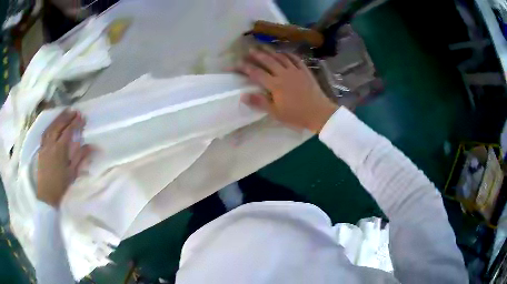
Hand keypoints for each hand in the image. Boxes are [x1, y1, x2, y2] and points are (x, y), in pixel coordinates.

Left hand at [37, 110, 92, 207]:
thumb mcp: (72, 173)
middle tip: (74, 111)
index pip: (68, 131)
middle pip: (58, 125)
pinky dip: (50, 125)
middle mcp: (51, 144)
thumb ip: (80, 157)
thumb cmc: (60, 186)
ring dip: (58, 118)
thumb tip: (91, 146)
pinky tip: (53, 124)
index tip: (82, 117)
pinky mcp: (40, 149)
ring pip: (51, 127)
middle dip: (67, 116)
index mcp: (59, 150)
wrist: (46, 195)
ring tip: (65, 112)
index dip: (75, 123)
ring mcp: (44, 146)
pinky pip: (45, 132)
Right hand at [237, 47, 337, 132]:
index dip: (245, 67)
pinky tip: (284, 52)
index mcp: (275, 84)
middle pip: (268, 61)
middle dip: (257, 54)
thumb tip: (243, 95)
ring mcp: (295, 70)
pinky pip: (295, 59)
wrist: (319, 113)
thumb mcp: (276, 112)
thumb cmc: (296, 115)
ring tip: (263, 47)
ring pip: (280, 57)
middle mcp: (283, 73)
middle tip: (249, 49)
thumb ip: (260, 102)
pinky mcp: (305, 71)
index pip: (256, 73)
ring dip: (271, 51)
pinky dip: (288, 54)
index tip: (236, 64)